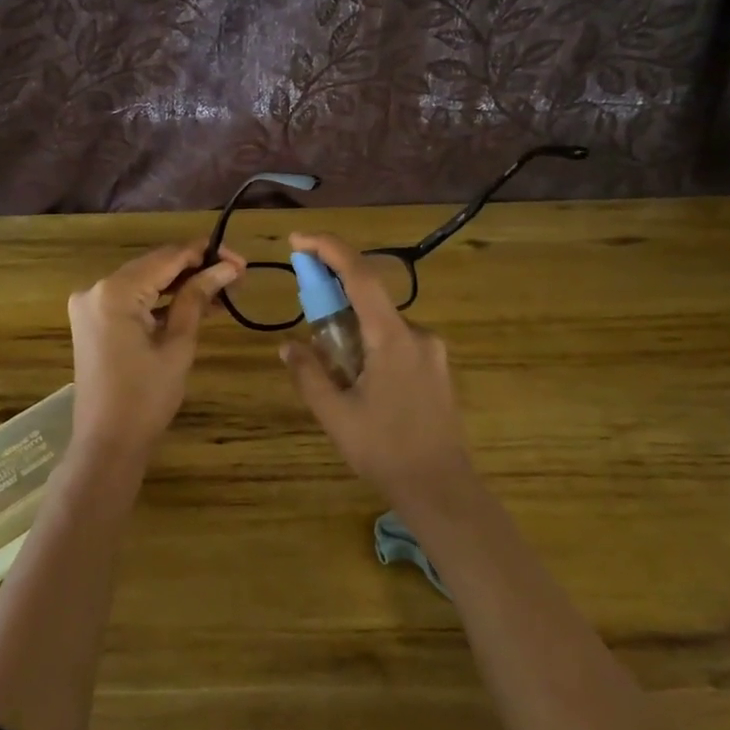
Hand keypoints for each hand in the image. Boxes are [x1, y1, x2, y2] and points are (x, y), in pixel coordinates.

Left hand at [67, 241, 244, 469]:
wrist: (107, 443)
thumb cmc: (146, 398)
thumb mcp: (177, 344)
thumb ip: (196, 298)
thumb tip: (225, 267)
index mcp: (115, 291)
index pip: (168, 257)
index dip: (206, 254)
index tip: (241, 262)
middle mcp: (96, 288)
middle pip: (155, 265)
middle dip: (196, 268)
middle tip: (236, 277)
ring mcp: (90, 304)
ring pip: (145, 281)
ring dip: (180, 285)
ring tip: (222, 293)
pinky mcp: (92, 320)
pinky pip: (132, 299)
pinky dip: (160, 300)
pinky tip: (193, 305)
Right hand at [279, 232, 479, 514]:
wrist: (442, 489)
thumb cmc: (385, 450)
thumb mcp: (335, 414)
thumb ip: (309, 374)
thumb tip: (288, 346)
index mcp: (393, 338)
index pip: (361, 277)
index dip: (330, 250)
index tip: (299, 241)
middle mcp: (418, 335)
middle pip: (371, 298)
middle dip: (335, 292)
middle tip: (305, 303)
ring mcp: (432, 352)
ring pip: (383, 324)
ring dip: (353, 326)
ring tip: (328, 358)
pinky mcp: (437, 370)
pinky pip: (397, 342)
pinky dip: (371, 343)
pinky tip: (358, 377)